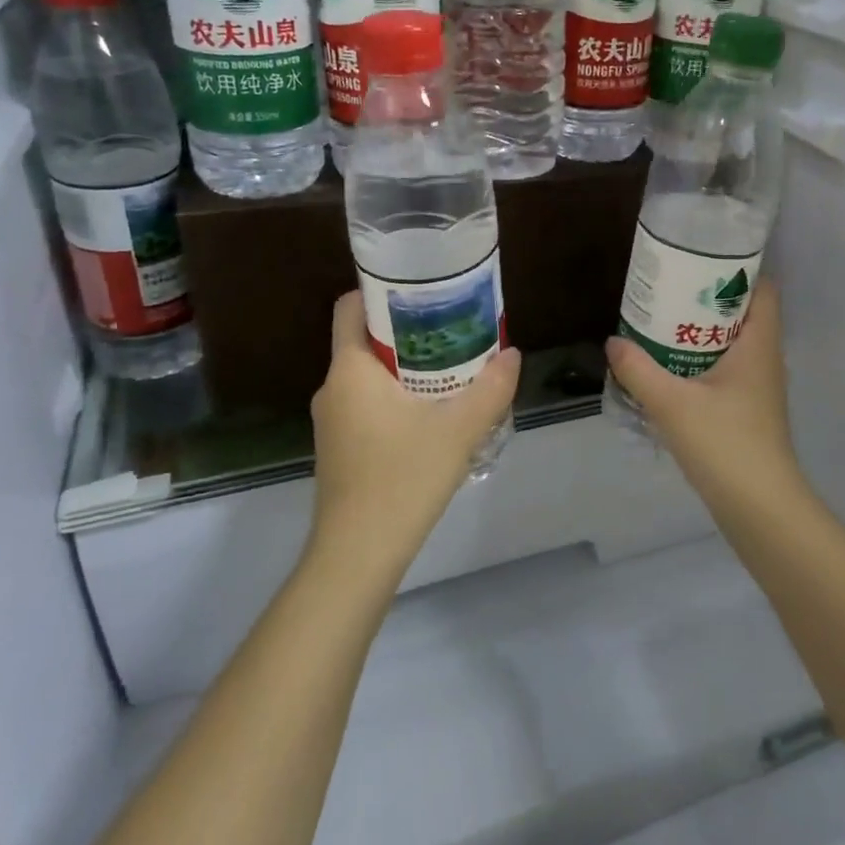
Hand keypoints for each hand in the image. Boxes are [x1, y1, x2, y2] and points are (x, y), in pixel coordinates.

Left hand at [309, 292, 519, 582]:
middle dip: (410, 333)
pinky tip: (433, 416)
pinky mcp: (340, 448)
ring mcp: (332, 421)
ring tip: (453, 371)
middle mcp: (333, 388)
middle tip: (454, 331)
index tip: (425, 292)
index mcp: (351, 370)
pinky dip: (397, 398)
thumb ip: (491, 388)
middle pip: (367, 341)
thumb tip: (512, 354)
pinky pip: (368, 405)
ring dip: (407, 369)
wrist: (358, 553)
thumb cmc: (402, 478)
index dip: (383, 291)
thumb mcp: (459, 430)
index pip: (351, 307)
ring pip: (370, 376)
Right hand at [604, 282, 806, 515]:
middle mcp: (765, 359)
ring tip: (661, 323)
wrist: (760, 507)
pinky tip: (669, 370)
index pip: (763, 288)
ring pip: (732, 344)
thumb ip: (638, 370)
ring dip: (700, 332)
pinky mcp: (748, 411)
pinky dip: (701, 362)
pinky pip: (725, 371)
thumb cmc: (725, 444)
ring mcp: (758, 387)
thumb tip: (613, 342)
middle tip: (668, 289)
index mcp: (759, 344)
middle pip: (742, 313)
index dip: (738, 268)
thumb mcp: (672, 403)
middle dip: (706, 299)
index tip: (699, 260)